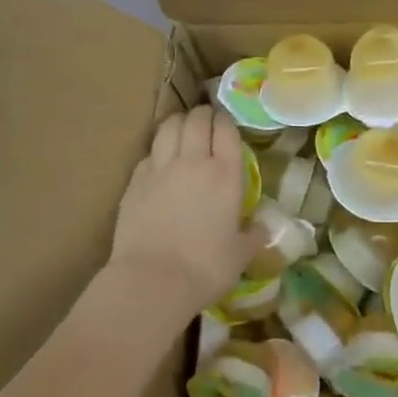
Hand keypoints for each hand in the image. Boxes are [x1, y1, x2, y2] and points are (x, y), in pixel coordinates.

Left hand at [108, 105, 264, 322]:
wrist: (153, 281)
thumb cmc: (205, 268)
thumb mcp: (241, 255)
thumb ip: (253, 236)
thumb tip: (263, 228)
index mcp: (225, 174)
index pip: (226, 130)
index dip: (226, 121)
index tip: (226, 123)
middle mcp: (192, 162)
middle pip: (196, 120)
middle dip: (202, 114)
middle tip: (206, 120)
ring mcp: (160, 169)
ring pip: (168, 128)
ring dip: (178, 123)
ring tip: (182, 129)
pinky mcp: (135, 182)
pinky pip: (148, 154)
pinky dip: (157, 150)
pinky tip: (159, 160)